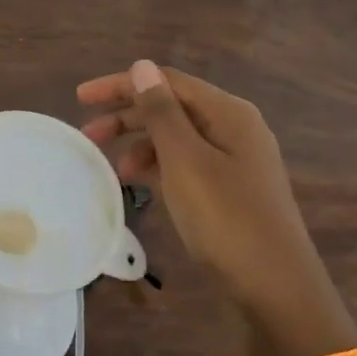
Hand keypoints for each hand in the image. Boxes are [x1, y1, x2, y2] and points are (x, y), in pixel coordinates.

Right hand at [78, 61, 334, 320]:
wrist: (276, 290)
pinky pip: (186, 165)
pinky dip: (160, 168)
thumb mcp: (185, 161)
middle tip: (87, 135)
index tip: (80, 98)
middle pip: (172, 108)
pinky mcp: (230, 190)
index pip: (166, 81)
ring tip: (115, 170)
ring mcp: (235, 161)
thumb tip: (142, 66)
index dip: (121, 84)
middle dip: (127, 117)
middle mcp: (234, 129)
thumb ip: (161, 111)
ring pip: (177, 138)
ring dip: (141, 145)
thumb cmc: (226, 219)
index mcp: (228, 113)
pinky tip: (141, 184)